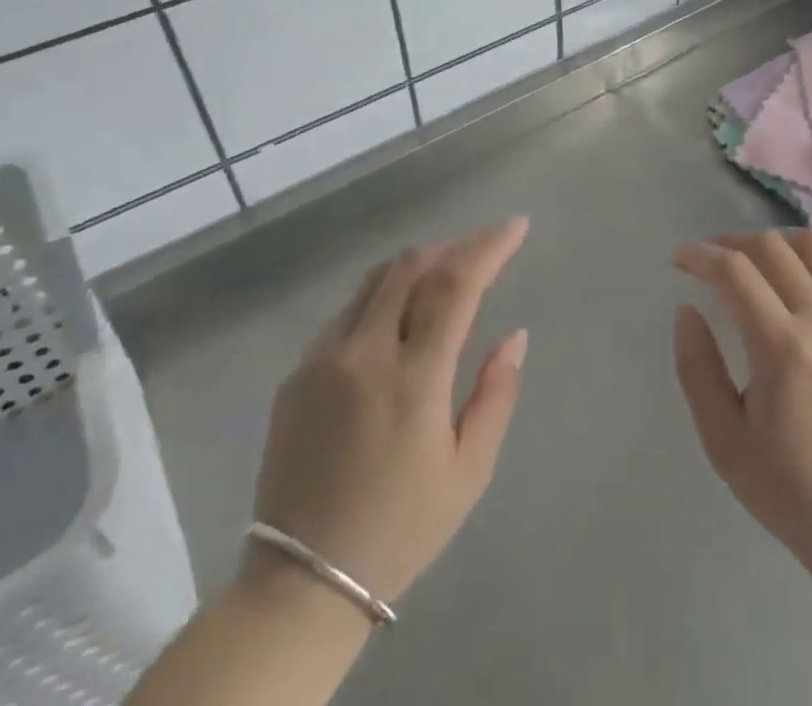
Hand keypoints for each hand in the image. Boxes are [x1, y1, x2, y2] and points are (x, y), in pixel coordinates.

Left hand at [249, 217, 529, 605]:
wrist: (299, 586)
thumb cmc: (400, 529)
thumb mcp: (468, 472)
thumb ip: (496, 394)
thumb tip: (515, 335)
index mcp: (413, 379)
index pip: (455, 285)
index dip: (488, 247)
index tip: (516, 226)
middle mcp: (363, 354)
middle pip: (411, 266)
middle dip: (453, 246)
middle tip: (481, 250)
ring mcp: (322, 360)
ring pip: (374, 281)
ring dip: (416, 265)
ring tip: (444, 273)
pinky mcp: (296, 375)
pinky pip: (347, 312)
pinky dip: (382, 297)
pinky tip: (396, 318)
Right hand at [673, 230, 811, 573]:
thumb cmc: (787, 488)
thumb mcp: (722, 440)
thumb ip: (697, 368)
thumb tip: (687, 309)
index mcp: (783, 347)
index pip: (735, 271)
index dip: (701, 256)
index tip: (679, 260)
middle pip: (771, 247)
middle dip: (730, 243)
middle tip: (708, 262)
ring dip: (774, 244)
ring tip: (752, 266)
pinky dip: (808, 264)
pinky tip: (793, 289)